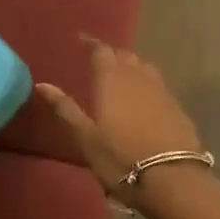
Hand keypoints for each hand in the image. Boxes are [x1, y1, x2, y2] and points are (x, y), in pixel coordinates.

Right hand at [36, 39, 206, 205]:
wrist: (173, 179)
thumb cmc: (121, 158)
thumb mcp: (86, 138)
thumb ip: (65, 109)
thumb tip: (42, 84)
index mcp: (112, 79)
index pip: (101, 51)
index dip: (91, 43)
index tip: (81, 40)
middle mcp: (138, 77)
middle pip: (125, 56)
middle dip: (112, 54)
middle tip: (99, 60)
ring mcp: (162, 91)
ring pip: (145, 67)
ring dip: (132, 66)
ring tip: (122, 75)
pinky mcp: (177, 107)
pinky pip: (159, 85)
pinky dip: (148, 83)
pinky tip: (144, 98)